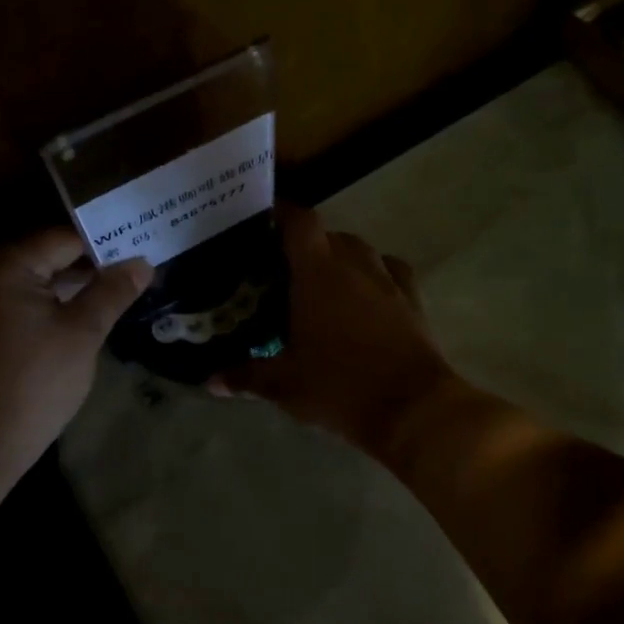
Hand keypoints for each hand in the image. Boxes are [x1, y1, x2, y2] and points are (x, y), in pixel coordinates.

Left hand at [0, 228, 153, 485]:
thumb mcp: (80, 336)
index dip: (103, 245)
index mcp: (3, 266)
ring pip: (25, 285)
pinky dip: (37, 310)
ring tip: (104, 300)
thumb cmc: (31, 388)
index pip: (62, 239)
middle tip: (127, 278)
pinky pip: (7, 307)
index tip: (136, 254)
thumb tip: (142, 262)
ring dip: (62, 291)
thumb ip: (111, 293)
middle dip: (85, 268)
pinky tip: (65, 325)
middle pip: (41, 259)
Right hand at [213, 205, 455, 453]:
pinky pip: (390, 270)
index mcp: (318, 272)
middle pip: (327, 234)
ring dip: (339, 256)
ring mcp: (388, 279)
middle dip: (305, 244)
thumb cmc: (339, 386)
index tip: (263, 223)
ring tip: (322, 280)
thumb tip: (210, 381)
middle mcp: (354, 264)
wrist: (412, 408)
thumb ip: (245, 377)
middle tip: (284, 268)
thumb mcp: (284, 385)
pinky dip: (375, 273)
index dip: (281, 214)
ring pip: (359, 249)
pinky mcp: (413, 298)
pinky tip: (367, 291)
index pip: (299, 221)